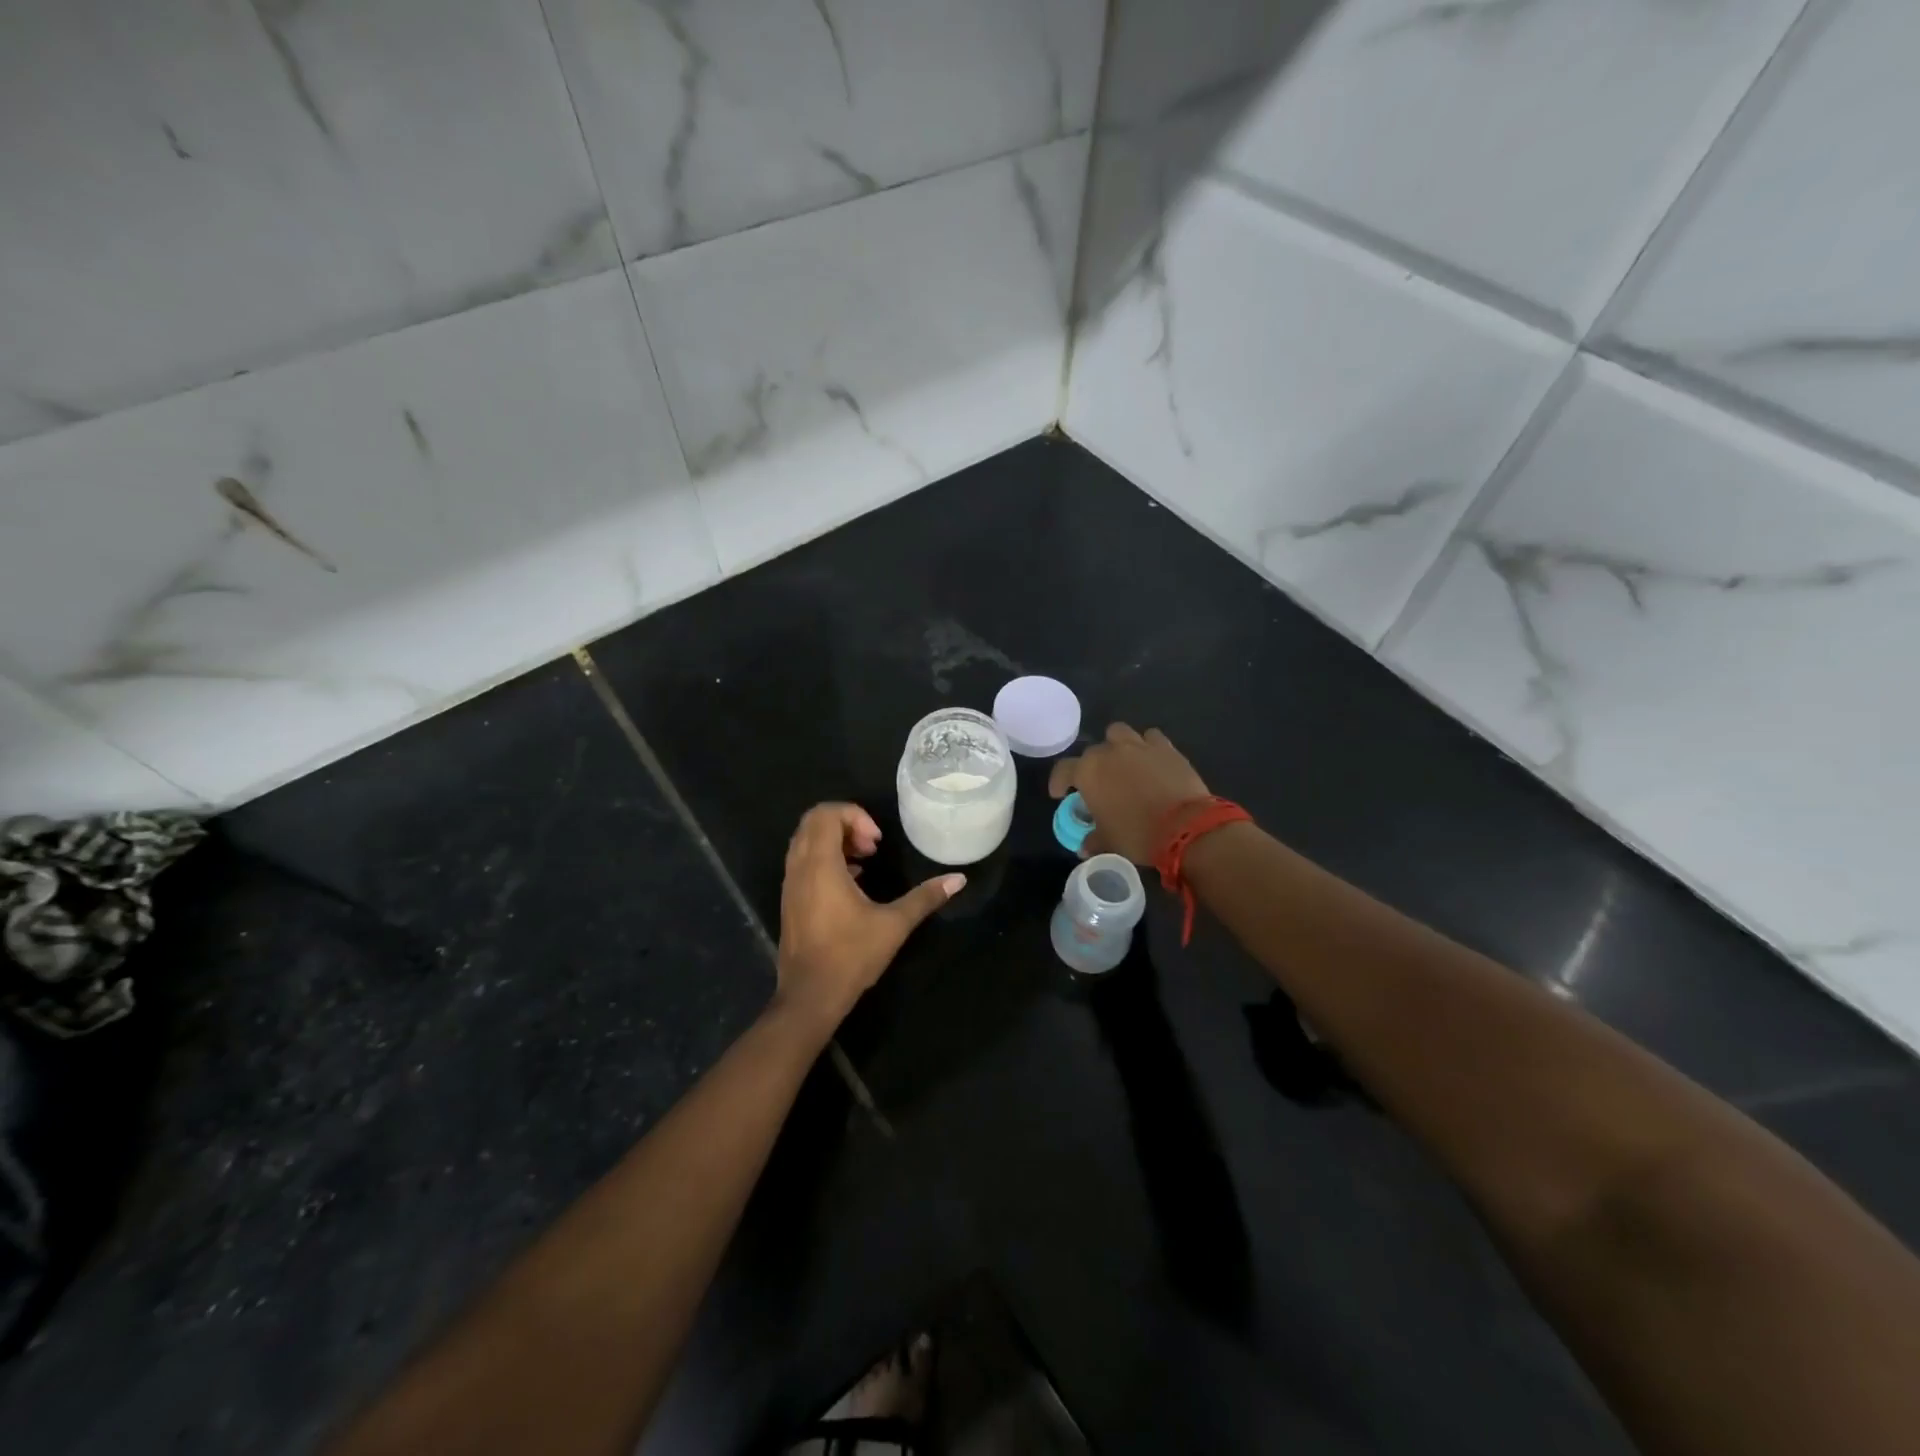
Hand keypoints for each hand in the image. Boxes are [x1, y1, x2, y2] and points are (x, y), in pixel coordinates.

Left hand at [774, 803, 964, 1031]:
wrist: (810, 997)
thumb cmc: (851, 955)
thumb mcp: (894, 924)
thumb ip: (925, 897)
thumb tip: (959, 879)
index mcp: (821, 865)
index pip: (826, 814)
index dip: (855, 816)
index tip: (877, 841)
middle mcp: (799, 868)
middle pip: (813, 822)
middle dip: (845, 824)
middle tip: (872, 846)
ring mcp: (790, 885)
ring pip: (805, 841)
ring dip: (835, 841)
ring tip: (865, 861)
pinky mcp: (789, 901)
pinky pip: (803, 861)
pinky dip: (825, 858)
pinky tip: (852, 882)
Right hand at [1048, 724, 1211, 863]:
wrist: (1186, 827)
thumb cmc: (1137, 834)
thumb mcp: (1109, 842)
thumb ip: (1093, 840)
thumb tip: (1085, 848)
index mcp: (1088, 772)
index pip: (1063, 770)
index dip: (1058, 781)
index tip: (1060, 794)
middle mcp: (1109, 752)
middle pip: (1093, 751)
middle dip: (1093, 766)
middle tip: (1100, 784)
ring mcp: (1139, 746)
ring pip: (1120, 733)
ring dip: (1118, 745)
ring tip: (1124, 763)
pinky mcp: (1166, 747)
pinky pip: (1151, 738)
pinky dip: (1147, 746)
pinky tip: (1151, 760)